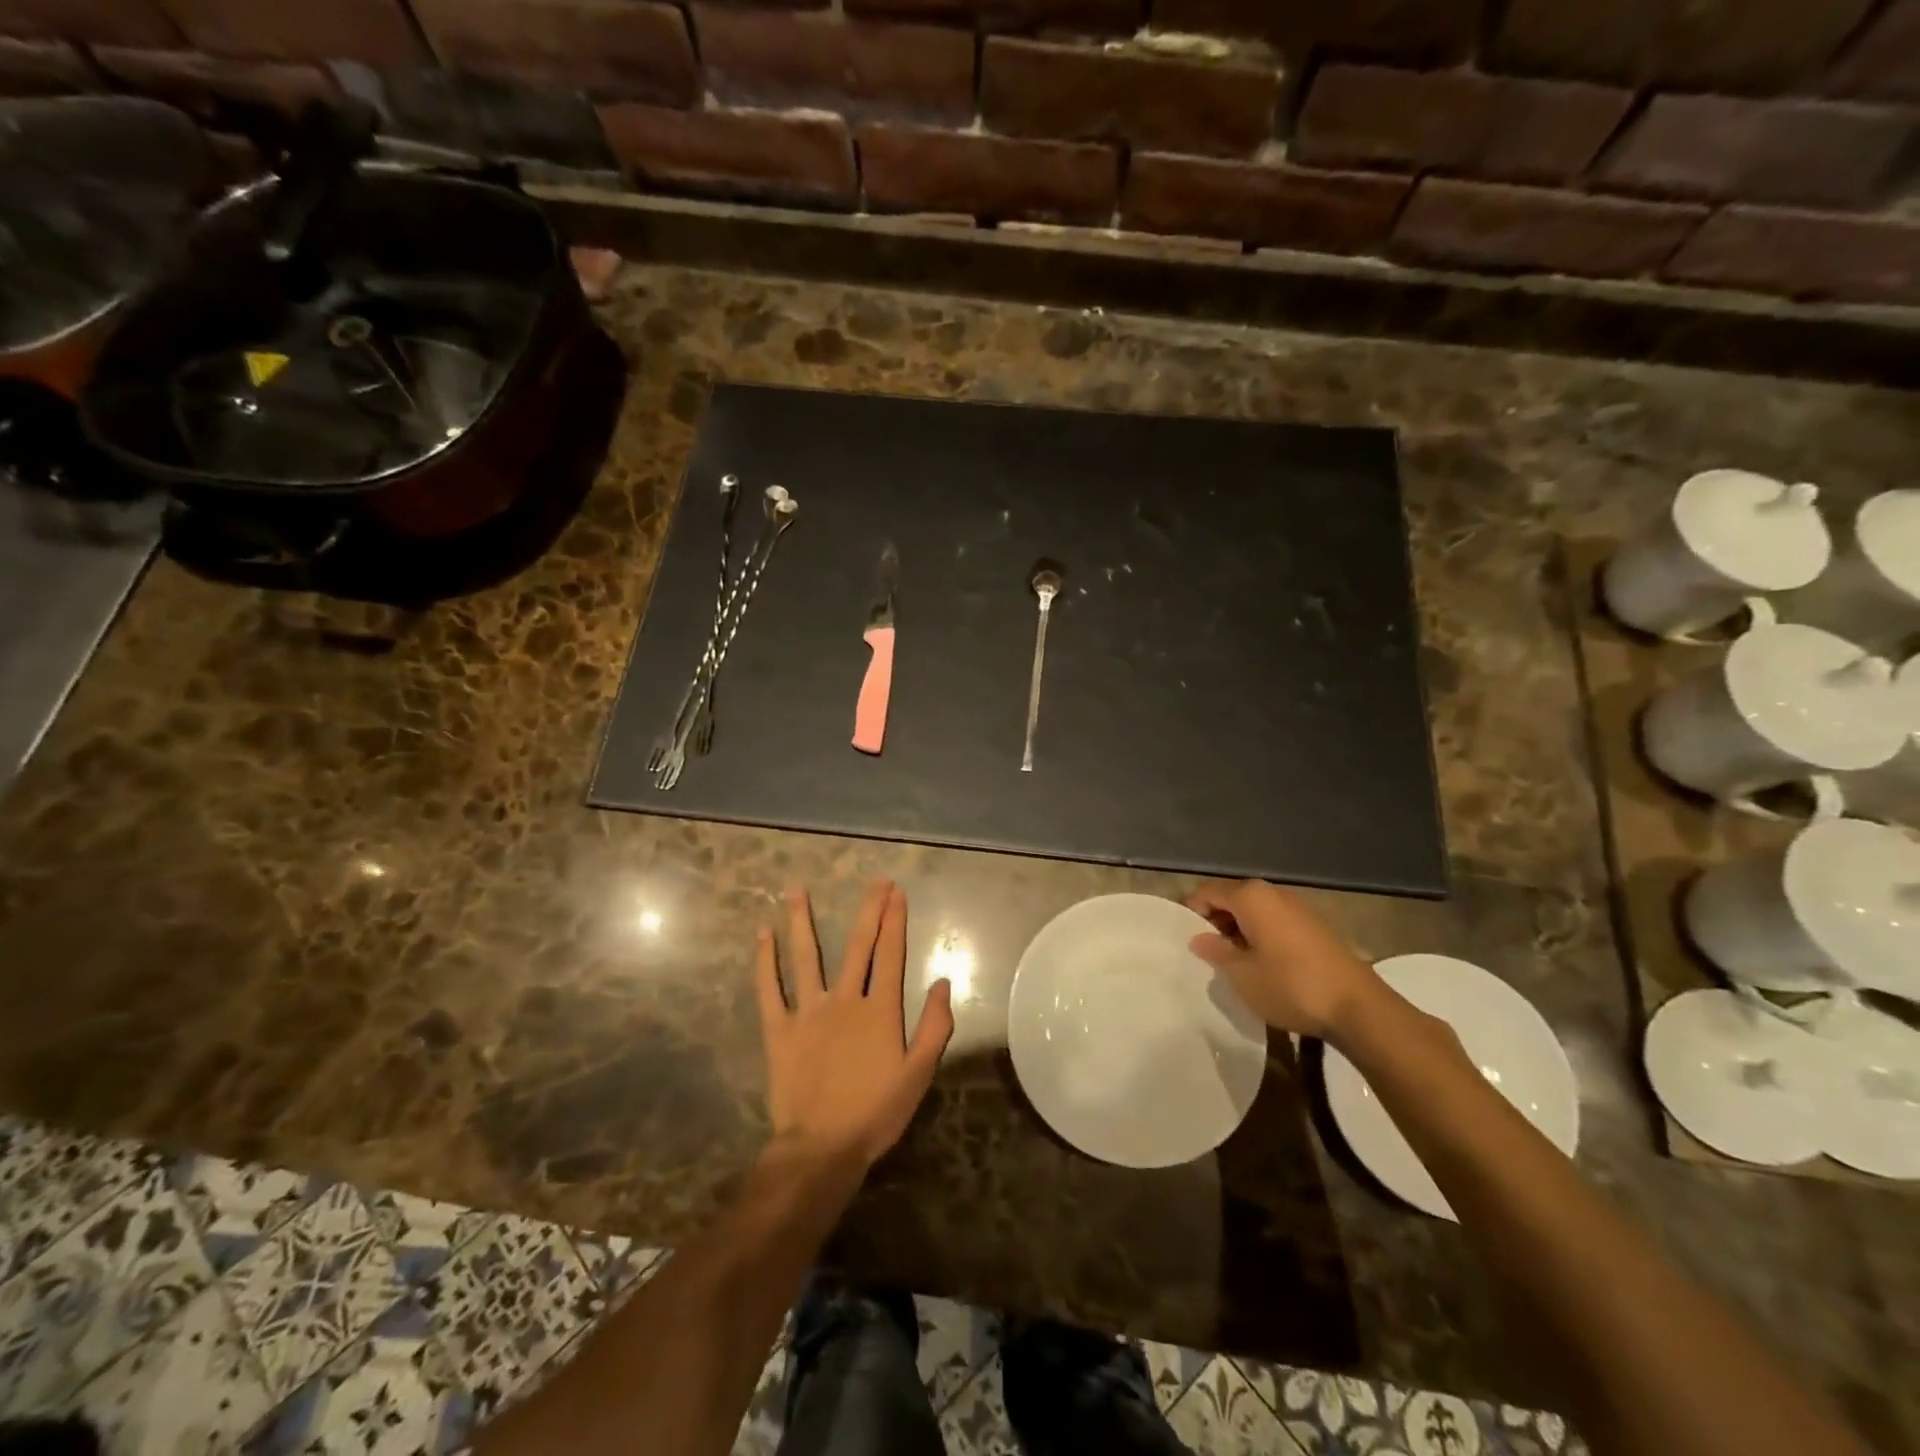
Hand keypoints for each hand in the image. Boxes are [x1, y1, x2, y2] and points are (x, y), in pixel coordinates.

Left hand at [756, 881, 954, 1169]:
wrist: (821, 1148)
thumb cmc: (875, 1112)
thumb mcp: (918, 1075)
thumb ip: (934, 1027)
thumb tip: (942, 982)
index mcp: (879, 1010)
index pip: (890, 955)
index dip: (895, 921)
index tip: (896, 892)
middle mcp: (844, 1000)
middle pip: (857, 946)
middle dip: (868, 910)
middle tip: (874, 881)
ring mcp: (808, 1011)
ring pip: (806, 957)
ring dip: (802, 921)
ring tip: (796, 889)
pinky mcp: (779, 1029)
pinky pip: (769, 988)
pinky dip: (765, 960)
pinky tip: (762, 934)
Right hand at [1186, 879, 1381, 1040]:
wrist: (1357, 1007)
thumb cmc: (1290, 986)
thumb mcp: (1242, 974)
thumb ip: (1216, 951)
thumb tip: (1199, 939)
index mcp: (1251, 897)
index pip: (1208, 892)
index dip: (1192, 913)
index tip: (1185, 940)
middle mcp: (1274, 893)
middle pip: (1232, 899)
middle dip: (1216, 922)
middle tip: (1208, 954)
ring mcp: (1298, 908)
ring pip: (1255, 912)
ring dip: (1240, 931)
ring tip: (1235, 963)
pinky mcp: (1316, 926)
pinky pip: (1276, 922)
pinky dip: (1262, 936)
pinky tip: (1264, 965)